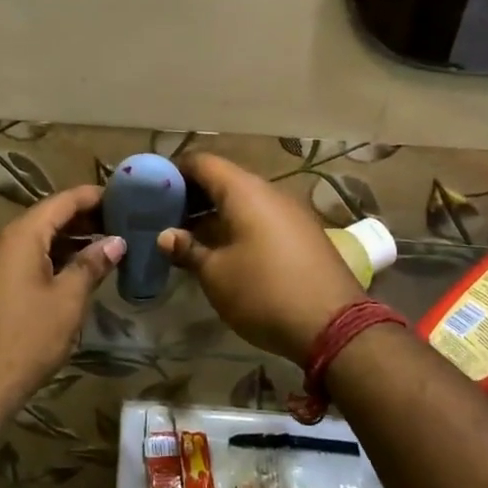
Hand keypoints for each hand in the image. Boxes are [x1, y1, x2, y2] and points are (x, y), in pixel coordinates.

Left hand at [0, 185, 124, 416]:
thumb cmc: (25, 339)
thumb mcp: (67, 301)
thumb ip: (91, 265)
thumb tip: (116, 242)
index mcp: (19, 235)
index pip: (62, 201)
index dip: (93, 196)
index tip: (124, 196)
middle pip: (46, 218)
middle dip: (83, 219)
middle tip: (120, 224)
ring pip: (33, 240)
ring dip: (67, 242)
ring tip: (104, 248)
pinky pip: (21, 259)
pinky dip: (49, 259)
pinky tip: (72, 273)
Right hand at [156, 154, 364, 366]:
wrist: (335, 325)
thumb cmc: (265, 292)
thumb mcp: (216, 274)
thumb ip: (188, 249)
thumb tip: (166, 236)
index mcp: (245, 191)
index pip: (202, 162)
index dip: (174, 171)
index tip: (152, 190)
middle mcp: (269, 192)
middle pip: (224, 179)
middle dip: (192, 195)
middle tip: (165, 217)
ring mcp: (290, 212)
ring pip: (243, 201)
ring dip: (214, 213)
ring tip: (188, 237)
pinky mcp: (303, 234)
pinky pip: (261, 217)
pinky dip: (237, 225)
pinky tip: (222, 251)